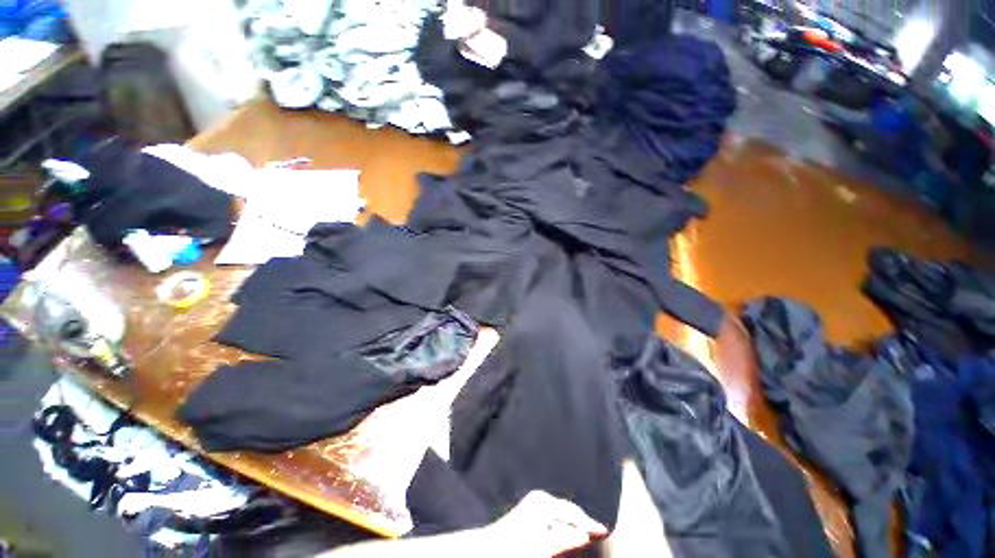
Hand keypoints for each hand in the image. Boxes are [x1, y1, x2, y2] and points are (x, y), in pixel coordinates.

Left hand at [484, 491, 608, 556]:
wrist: (490, 549)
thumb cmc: (515, 547)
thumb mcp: (544, 546)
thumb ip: (565, 538)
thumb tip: (585, 534)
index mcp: (543, 503)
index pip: (573, 512)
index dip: (590, 522)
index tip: (604, 530)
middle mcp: (539, 499)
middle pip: (567, 510)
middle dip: (582, 521)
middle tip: (598, 531)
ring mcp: (533, 504)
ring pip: (560, 513)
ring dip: (572, 523)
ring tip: (585, 532)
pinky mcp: (529, 510)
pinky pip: (552, 515)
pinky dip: (561, 524)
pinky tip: (566, 532)